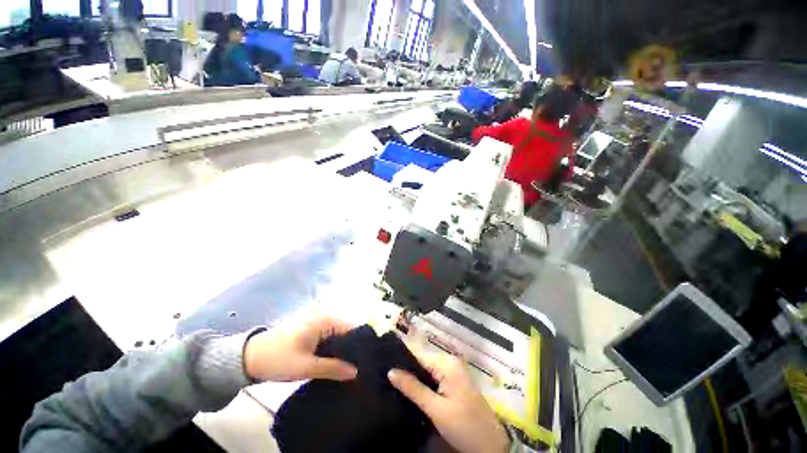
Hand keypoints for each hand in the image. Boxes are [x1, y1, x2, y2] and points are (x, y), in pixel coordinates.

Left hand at [243, 316, 357, 381]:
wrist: (248, 358)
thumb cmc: (278, 359)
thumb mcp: (306, 366)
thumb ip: (333, 368)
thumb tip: (356, 372)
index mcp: (325, 320)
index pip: (351, 329)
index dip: (358, 346)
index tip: (363, 364)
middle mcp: (324, 317)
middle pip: (345, 333)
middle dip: (350, 351)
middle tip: (356, 371)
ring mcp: (317, 323)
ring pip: (337, 338)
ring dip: (340, 352)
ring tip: (347, 370)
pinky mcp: (311, 331)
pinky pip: (328, 339)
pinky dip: (331, 351)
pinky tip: (333, 365)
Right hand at [388, 352, 509, 452]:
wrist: (491, 445)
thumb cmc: (464, 426)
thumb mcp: (436, 409)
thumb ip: (413, 388)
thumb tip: (391, 371)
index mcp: (447, 362)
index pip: (418, 353)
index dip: (401, 357)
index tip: (383, 361)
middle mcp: (450, 361)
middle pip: (422, 360)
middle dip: (406, 367)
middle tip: (386, 375)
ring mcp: (453, 371)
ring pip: (426, 369)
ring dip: (413, 375)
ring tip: (392, 380)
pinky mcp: (454, 381)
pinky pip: (433, 376)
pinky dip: (422, 381)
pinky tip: (409, 387)